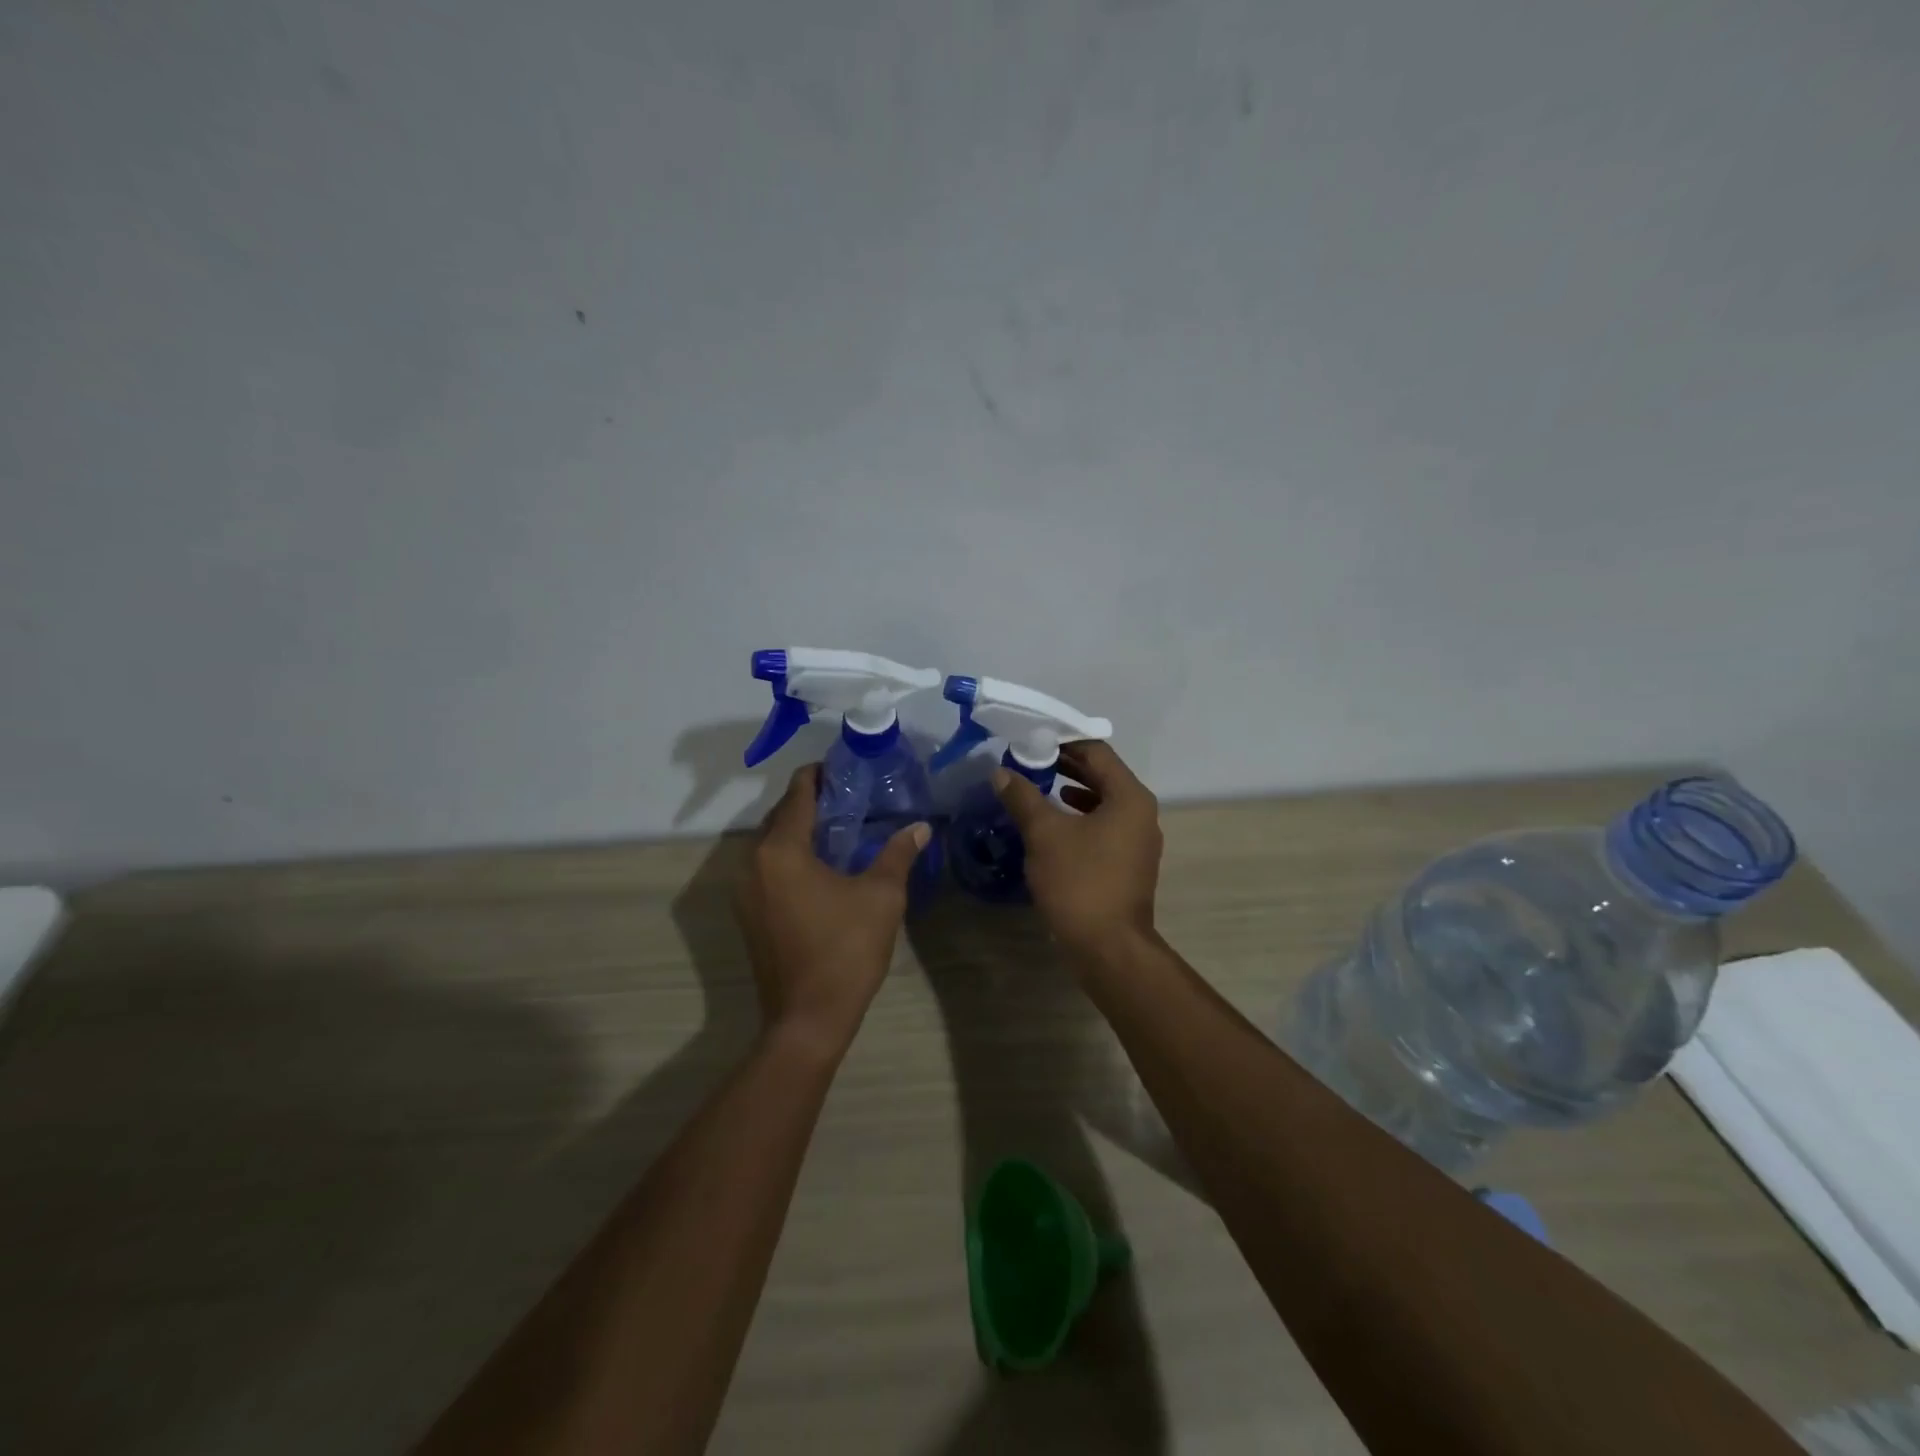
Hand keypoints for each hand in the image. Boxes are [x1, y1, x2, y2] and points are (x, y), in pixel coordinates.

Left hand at [734, 765, 929, 1053]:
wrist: (808, 1018)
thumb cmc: (845, 950)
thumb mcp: (881, 896)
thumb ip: (898, 853)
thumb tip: (921, 826)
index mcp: (781, 849)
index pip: (798, 793)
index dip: (820, 774)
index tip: (846, 768)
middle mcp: (752, 862)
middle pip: (781, 815)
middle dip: (813, 801)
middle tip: (853, 797)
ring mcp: (745, 890)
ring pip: (773, 842)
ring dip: (801, 829)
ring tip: (842, 826)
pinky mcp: (749, 913)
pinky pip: (769, 867)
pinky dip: (792, 855)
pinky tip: (823, 864)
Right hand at [991, 741, 1162, 957]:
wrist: (1108, 948)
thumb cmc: (1080, 882)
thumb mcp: (1045, 834)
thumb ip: (1023, 797)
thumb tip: (1001, 772)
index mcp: (1130, 797)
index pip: (1097, 752)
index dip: (1063, 742)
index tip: (1032, 740)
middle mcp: (1141, 813)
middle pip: (1102, 775)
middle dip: (1065, 766)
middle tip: (1029, 760)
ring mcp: (1138, 840)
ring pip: (1102, 802)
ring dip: (1070, 792)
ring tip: (1036, 787)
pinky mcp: (1128, 863)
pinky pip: (1103, 826)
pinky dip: (1079, 818)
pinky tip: (1053, 824)